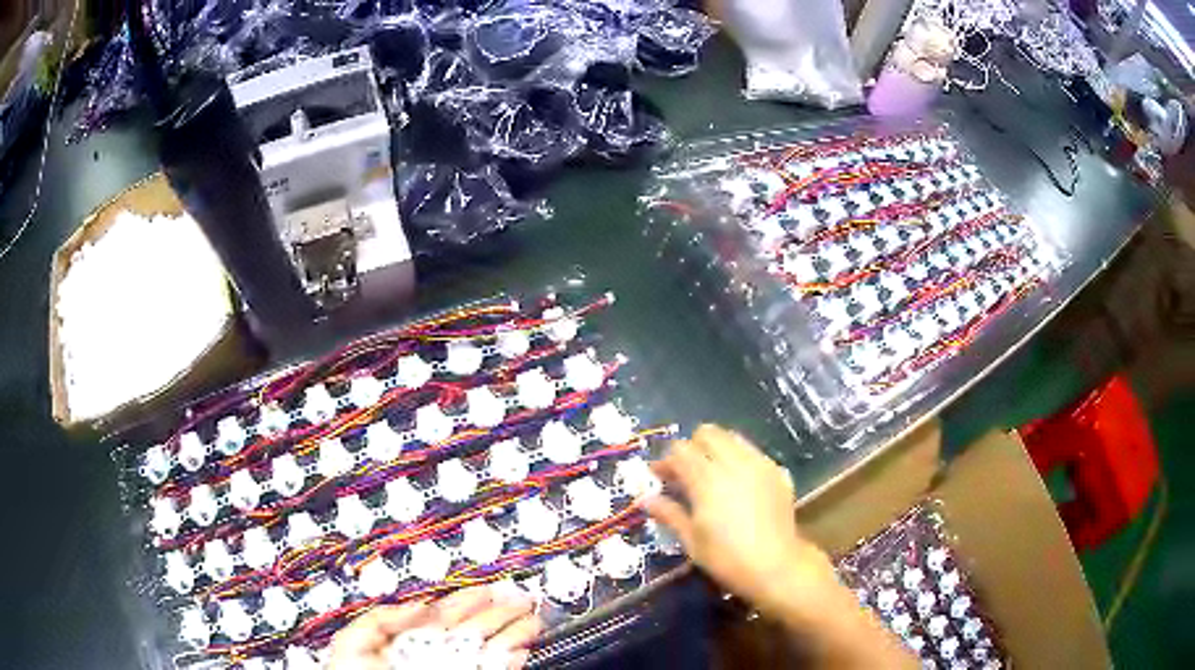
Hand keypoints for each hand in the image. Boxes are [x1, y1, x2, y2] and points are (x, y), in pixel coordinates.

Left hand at [327, 585, 541, 669]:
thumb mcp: (357, 638)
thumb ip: (385, 616)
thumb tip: (419, 604)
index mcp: (408, 639)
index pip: (446, 614)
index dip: (469, 598)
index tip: (490, 585)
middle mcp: (435, 654)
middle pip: (474, 629)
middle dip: (500, 611)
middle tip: (522, 596)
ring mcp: (453, 668)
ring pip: (490, 649)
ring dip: (513, 633)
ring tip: (532, 617)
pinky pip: (495, 668)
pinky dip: (511, 660)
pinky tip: (521, 649)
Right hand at [643, 425, 833, 615]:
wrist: (776, 566)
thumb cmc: (727, 558)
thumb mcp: (691, 540)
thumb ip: (669, 514)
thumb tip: (645, 500)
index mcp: (707, 479)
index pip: (680, 450)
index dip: (665, 461)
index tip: (658, 477)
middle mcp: (733, 463)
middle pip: (707, 433)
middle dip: (692, 447)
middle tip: (685, 472)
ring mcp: (759, 464)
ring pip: (733, 438)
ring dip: (717, 449)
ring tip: (712, 474)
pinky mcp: (777, 472)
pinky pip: (753, 453)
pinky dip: (740, 460)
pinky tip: (738, 485)